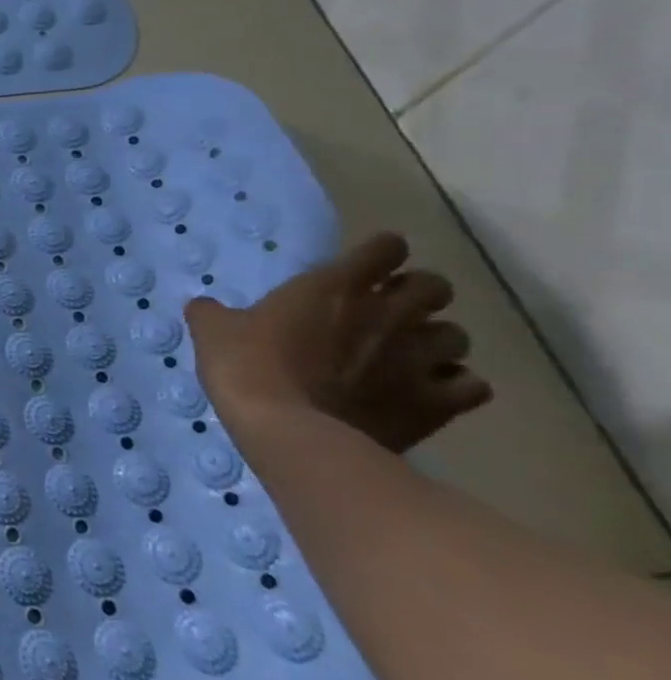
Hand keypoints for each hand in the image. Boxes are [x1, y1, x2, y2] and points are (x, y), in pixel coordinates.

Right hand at [185, 231, 492, 451]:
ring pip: (457, 335)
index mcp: (336, 285)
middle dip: (418, 294)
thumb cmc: (247, 367)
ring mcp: (418, 359)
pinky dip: (455, 384)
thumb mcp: (213, 331)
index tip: (364, 266)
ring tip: (411, 352)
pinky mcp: (436, 404)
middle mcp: (387, 313)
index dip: (379, 253)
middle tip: (388, 309)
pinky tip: (430, 391)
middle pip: (436, 286)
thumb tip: (206, 307)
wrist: (289, 431)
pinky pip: (471, 386)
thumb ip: (215, 312)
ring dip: (437, 339)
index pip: (385, 248)